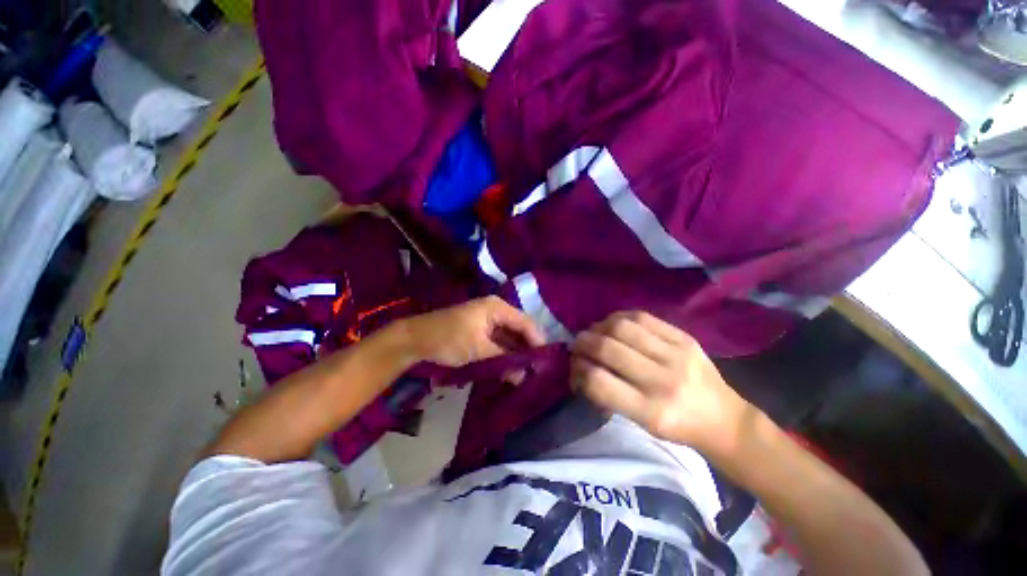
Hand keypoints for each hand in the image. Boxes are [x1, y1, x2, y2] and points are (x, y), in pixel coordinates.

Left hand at [400, 296, 544, 366]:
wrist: (416, 339)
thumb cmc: (449, 338)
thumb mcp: (479, 349)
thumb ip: (504, 360)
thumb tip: (523, 376)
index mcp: (497, 308)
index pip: (525, 323)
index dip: (537, 341)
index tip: (546, 362)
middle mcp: (496, 312)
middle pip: (519, 330)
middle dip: (527, 350)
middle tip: (538, 370)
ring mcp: (488, 322)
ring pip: (509, 338)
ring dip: (516, 355)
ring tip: (527, 373)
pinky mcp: (481, 333)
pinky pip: (499, 343)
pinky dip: (505, 355)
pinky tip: (511, 369)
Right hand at [570, 311, 751, 458]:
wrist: (724, 419)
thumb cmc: (676, 427)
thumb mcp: (639, 422)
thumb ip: (608, 394)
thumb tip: (581, 366)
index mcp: (650, 412)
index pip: (598, 381)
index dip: (578, 369)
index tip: (574, 365)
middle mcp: (662, 381)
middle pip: (607, 349)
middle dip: (583, 342)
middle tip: (578, 344)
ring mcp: (676, 355)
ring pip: (622, 327)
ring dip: (599, 326)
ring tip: (595, 332)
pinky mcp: (684, 338)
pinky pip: (642, 317)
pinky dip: (619, 317)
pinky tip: (614, 323)